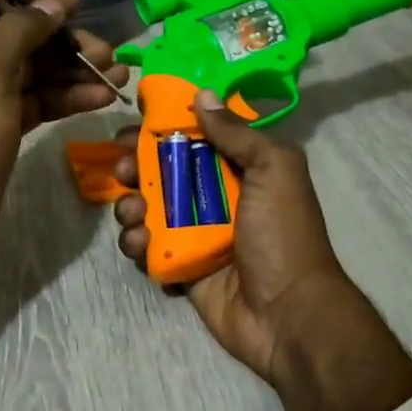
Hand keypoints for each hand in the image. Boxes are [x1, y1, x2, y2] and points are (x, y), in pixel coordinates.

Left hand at [0, 0, 127, 261]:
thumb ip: (22, 27)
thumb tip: (53, 3)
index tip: (78, 7)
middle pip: (20, 34)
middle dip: (64, 41)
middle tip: (106, 53)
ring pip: (33, 70)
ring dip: (73, 71)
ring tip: (117, 78)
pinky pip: (34, 100)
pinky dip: (64, 98)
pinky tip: (99, 100)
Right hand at [111, 92, 411, 410]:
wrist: (288, 315)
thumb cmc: (284, 235)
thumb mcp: (274, 170)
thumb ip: (237, 133)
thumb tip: (201, 96)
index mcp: (242, 169)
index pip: (196, 137)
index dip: (165, 127)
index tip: (136, 121)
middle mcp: (216, 197)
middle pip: (164, 170)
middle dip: (136, 165)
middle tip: (123, 168)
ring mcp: (196, 233)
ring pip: (148, 208)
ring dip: (130, 205)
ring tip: (133, 212)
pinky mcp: (180, 266)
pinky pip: (147, 247)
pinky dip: (135, 242)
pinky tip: (140, 243)